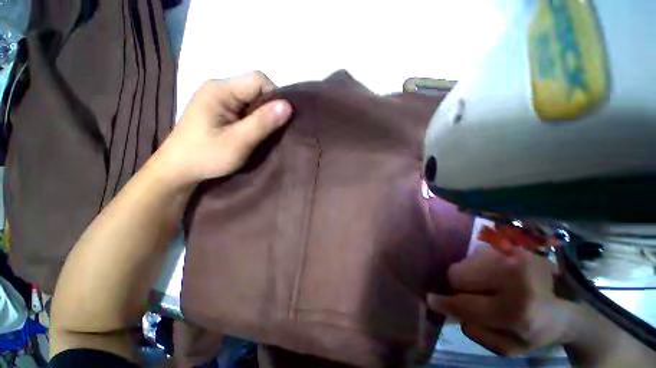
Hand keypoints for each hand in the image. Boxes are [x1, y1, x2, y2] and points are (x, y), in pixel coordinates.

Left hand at [156, 72, 291, 186]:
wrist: (178, 170)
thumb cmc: (206, 156)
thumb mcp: (238, 142)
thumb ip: (262, 122)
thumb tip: (288, 105)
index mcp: (220, 90)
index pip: (258, 80)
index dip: (274, 97)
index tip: (280, 120)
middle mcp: (218, 88)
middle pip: (255, 88)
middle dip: (269, 108)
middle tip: (272, 130)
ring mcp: (218, 99)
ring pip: (252, 99)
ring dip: (262, 115)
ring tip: (264, 133)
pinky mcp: (219, 110)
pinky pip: (245, 108)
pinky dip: (254, 119)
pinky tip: (253, 132)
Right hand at [428, 246, 577, 355]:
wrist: (567, 309)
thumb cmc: (536, 332)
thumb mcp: (508, 347)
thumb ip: (477, 331)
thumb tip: (451, 307)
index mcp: (516, 312)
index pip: (466, 304)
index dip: (444, 302)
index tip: (429, 299)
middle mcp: (515, 280)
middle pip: (459, 274)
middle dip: (459, 285)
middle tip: (472, 295)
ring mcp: (515, 258)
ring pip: (466, 262)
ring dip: (469, 274)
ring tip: (487, 285)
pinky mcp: (514, 247)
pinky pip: (477, 253)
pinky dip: (479, 265)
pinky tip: (495, 275)